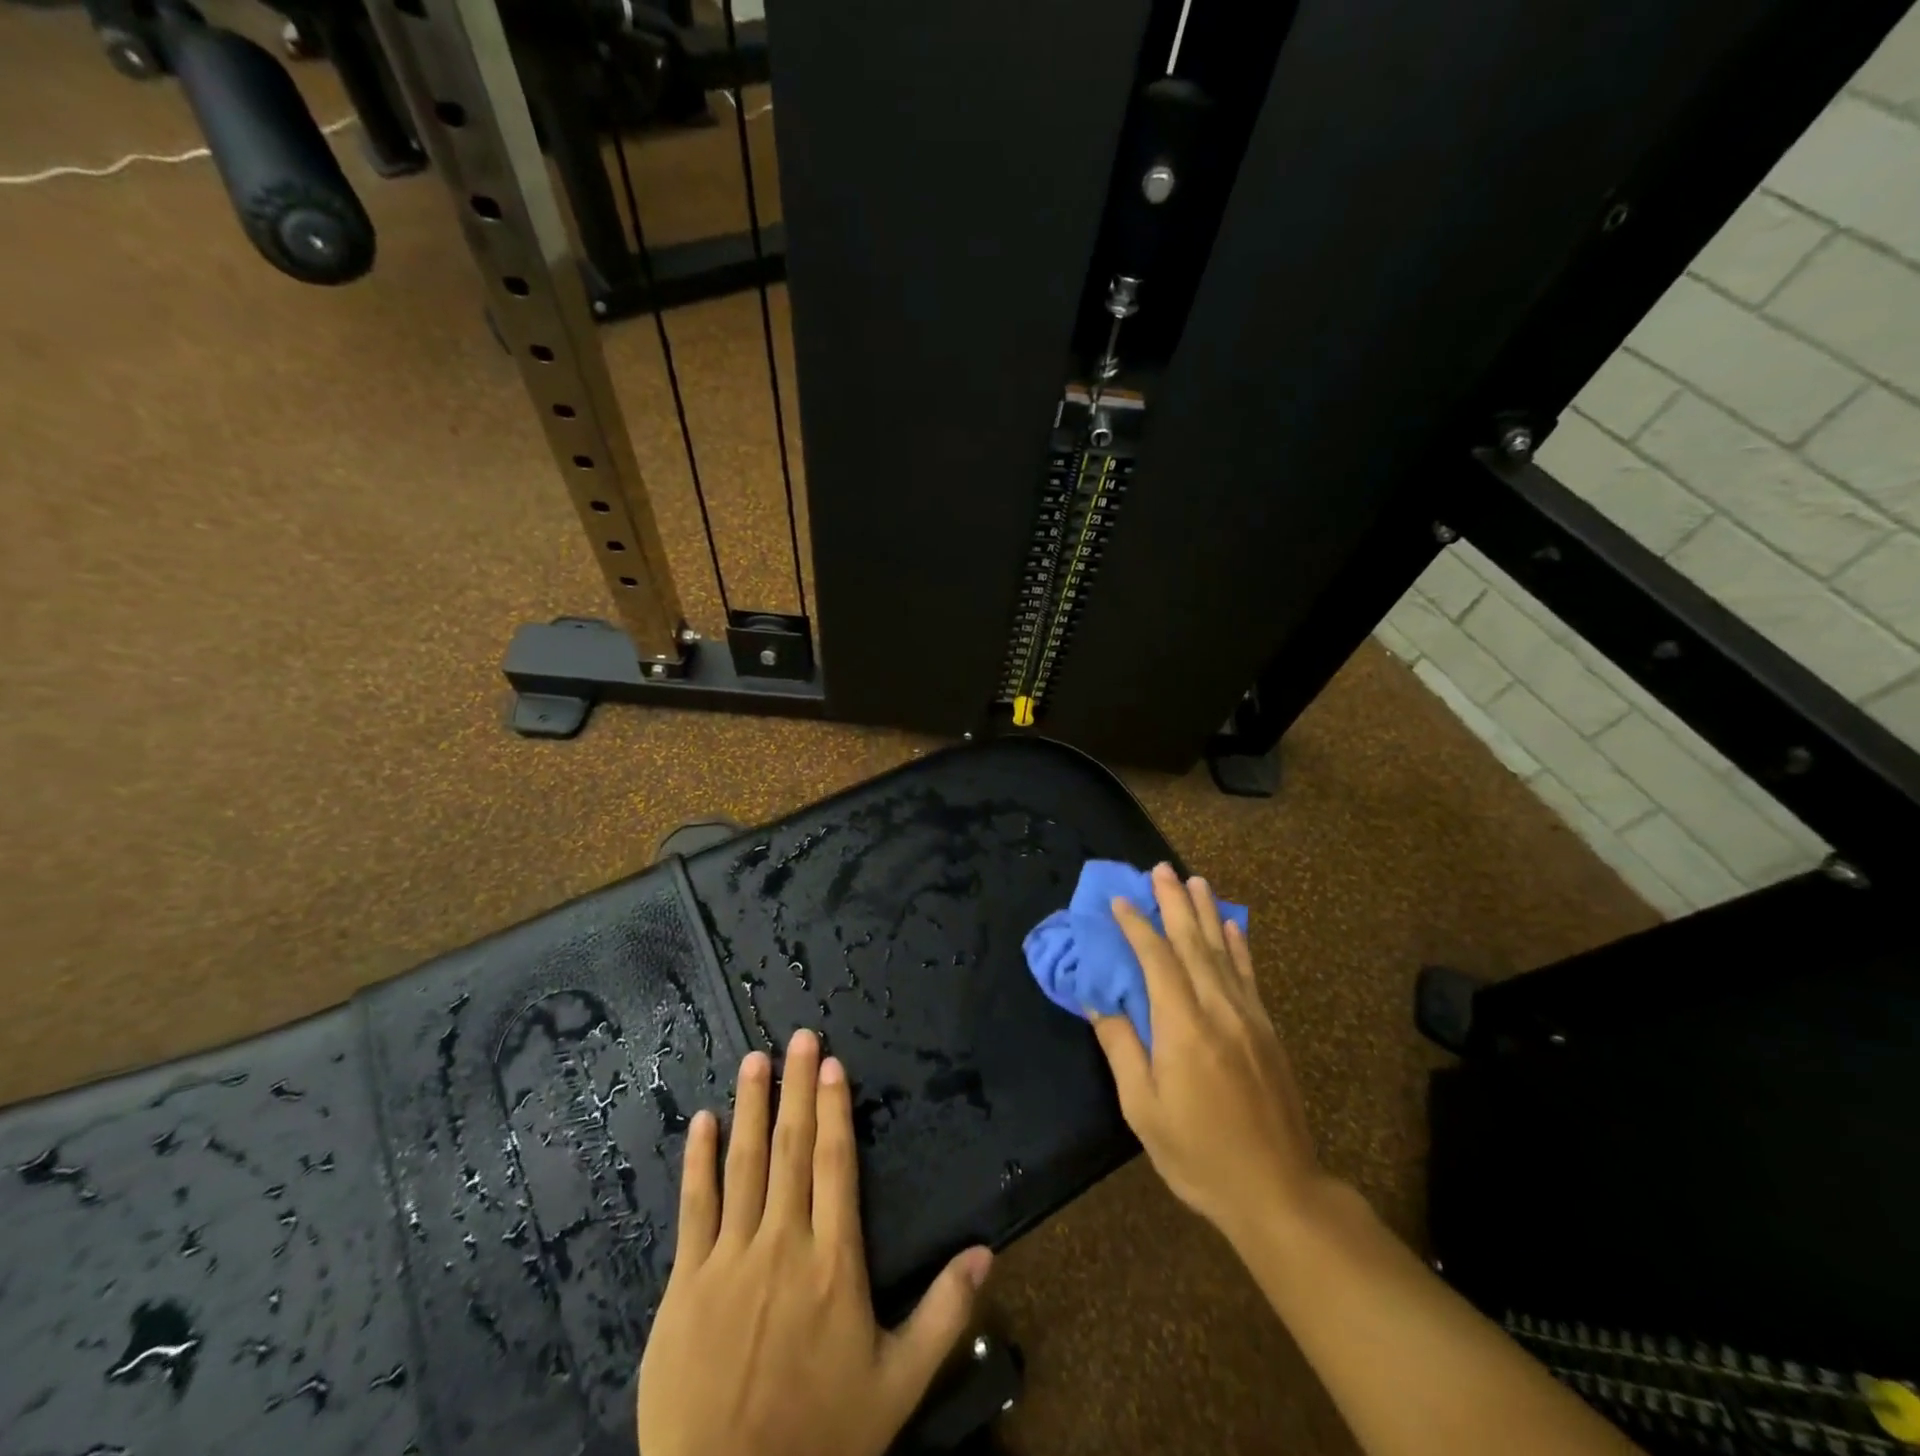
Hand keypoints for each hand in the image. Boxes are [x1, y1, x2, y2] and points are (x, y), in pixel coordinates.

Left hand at [636, 1029, 993, 1455]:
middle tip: (799, 1036)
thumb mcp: (898, 1384)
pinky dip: (698, 1160)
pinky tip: (702, 1122)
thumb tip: (988, 1251)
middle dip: (796, 1086)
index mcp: (834, 1260)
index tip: (831, 1063)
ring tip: (756, 1059)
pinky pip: (695, 1207)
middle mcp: (784, 1243)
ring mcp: (730, 1259)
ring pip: (744, 1163)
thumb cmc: (820, 1436)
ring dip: (751, 1106)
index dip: (833, 1109)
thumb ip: (944, 1313)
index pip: (835, 1163)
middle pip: (791, 1147)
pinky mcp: (686, 1282)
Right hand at [1090, 862, 1327, 1243]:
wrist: (1278, 1192)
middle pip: (1192, 943)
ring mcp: (1248, 1017)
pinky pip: (1249, 975)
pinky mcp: (1267, 1031)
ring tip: (1193, 880)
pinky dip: (1238, 945)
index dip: (1135, 926)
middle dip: (1173, 903)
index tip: (1118, 901)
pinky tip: (1232, 926)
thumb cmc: (1198, 1154)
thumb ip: (1121, 1047)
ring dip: (1205, 912)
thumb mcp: (1143, 1109)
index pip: (1156, 960)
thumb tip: (1099, 1001)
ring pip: (1223, 951)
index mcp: (1183, 1027)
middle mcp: (1218, 1009)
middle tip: (1160, 868)